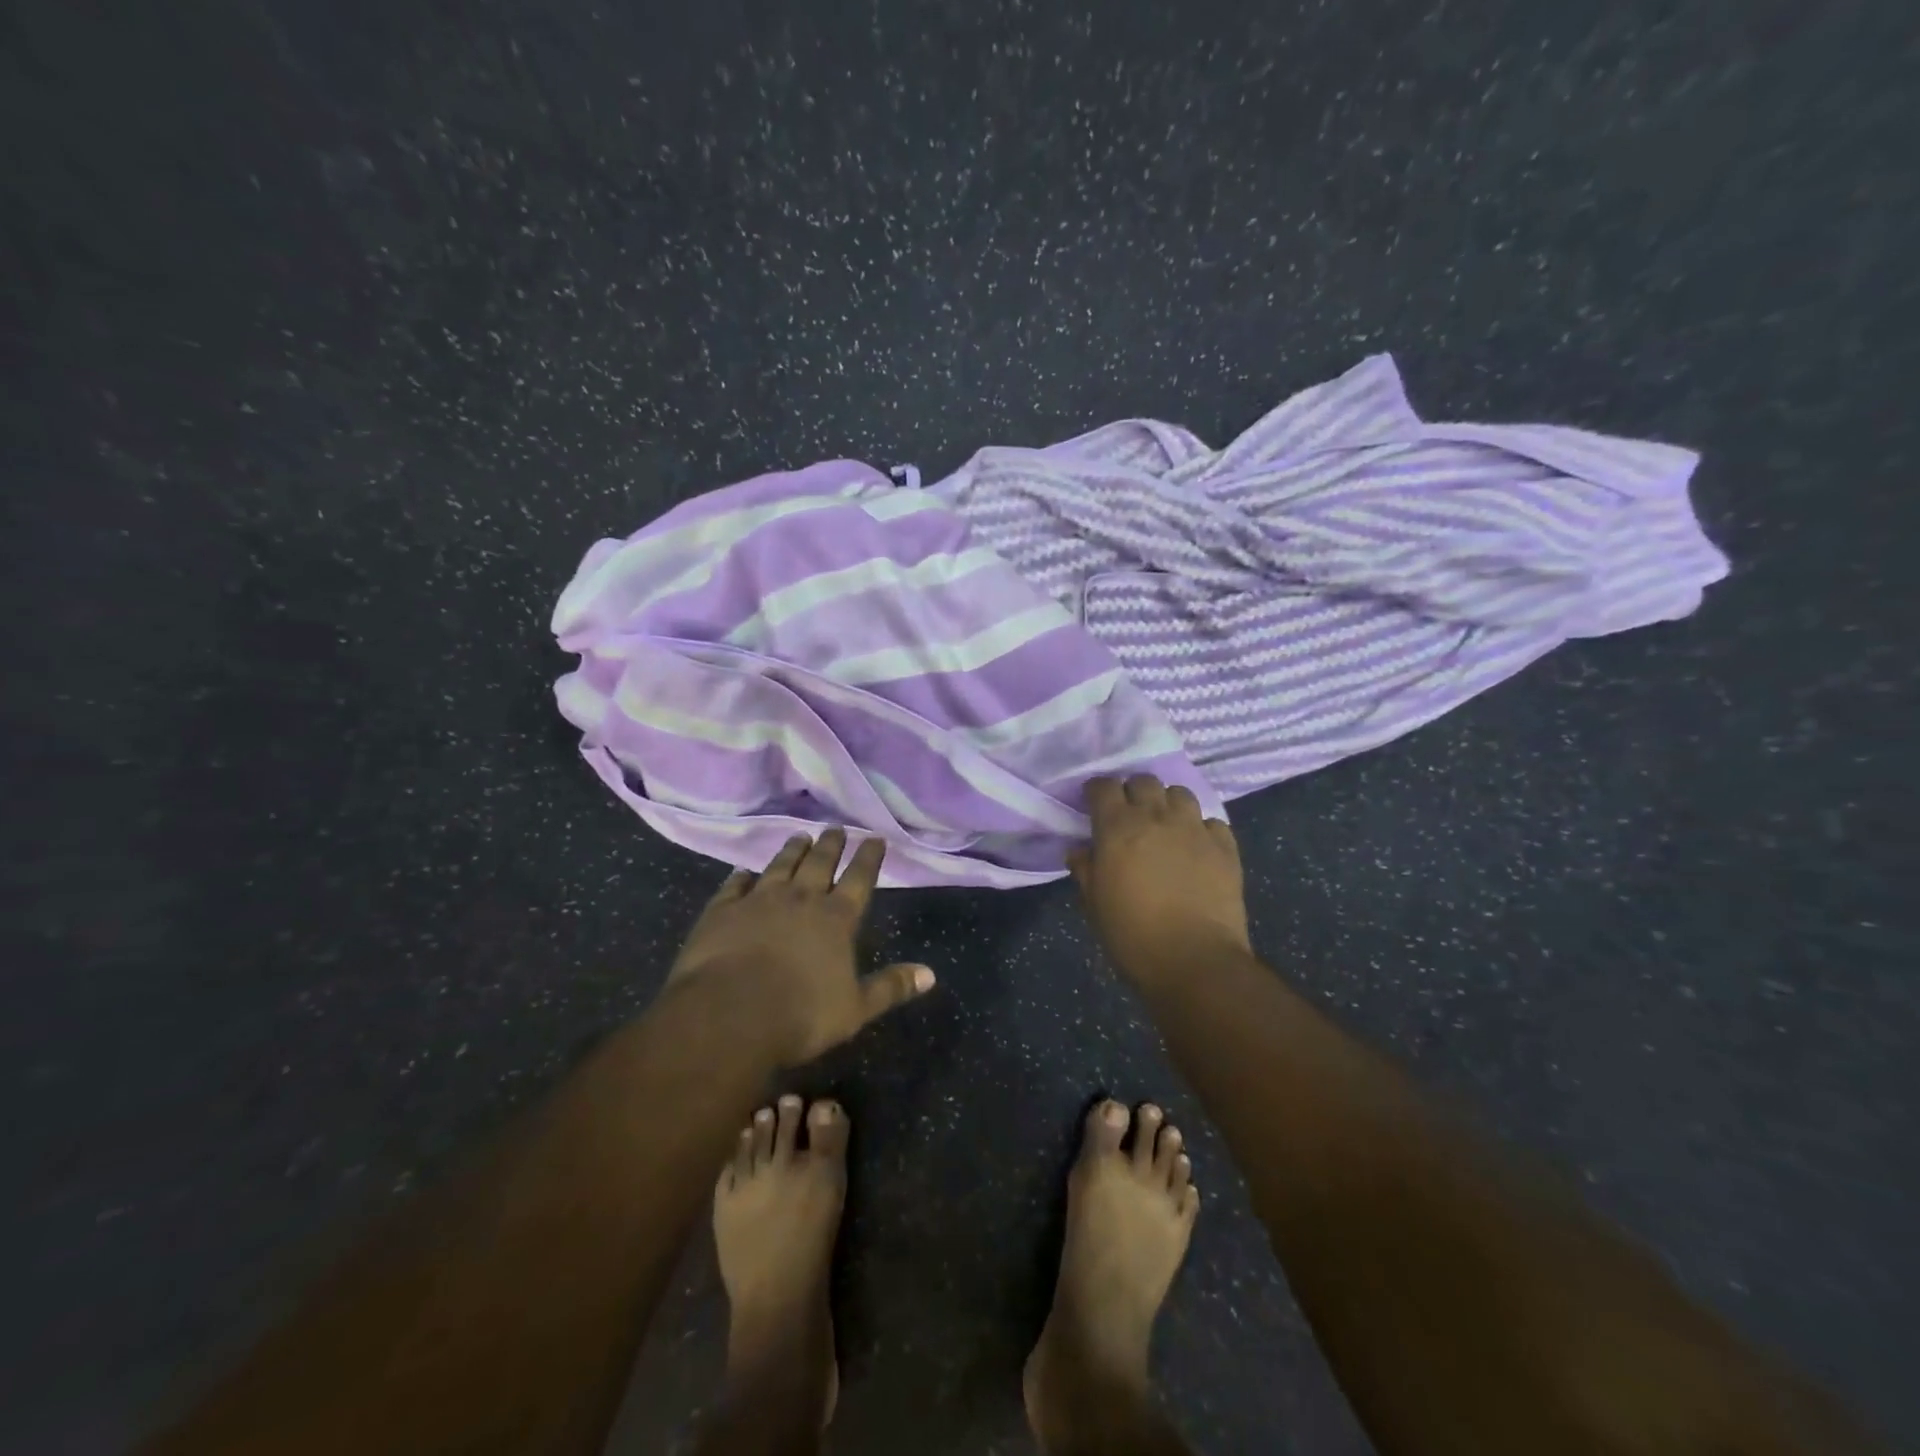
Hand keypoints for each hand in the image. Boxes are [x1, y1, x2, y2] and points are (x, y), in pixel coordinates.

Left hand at [666, 828, 934, 1065]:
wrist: (729, 1015)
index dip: (869, 857)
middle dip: (831, 844)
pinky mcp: (722, 910)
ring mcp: (758, 900)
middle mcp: (800, 899)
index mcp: (836, 918)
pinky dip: (741, 876)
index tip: (875, 837)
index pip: (859, 878)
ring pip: (780, 866)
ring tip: (800, 836)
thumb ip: (891, 987)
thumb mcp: (855, 1009)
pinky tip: (742, 871)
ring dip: (791, 850)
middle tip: (836, 827)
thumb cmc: (801, 1015)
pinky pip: (734, 886)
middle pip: (819, 863)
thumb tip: (930, 974)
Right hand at [1069, 775, 1249, 983]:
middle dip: (1133, 792)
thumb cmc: (1133, 937)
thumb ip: (1085, 870)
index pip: (1104, 786)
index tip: (1093, 804)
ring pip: (1180, 793)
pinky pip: (1211, 822)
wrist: (1196, 962)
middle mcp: (1157, 817)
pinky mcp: (1225, 847)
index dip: (1096, 792)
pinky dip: (1201, 828)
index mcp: (1118, 828)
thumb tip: (1081, 851)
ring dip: (1168, 804)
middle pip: (1144, 781)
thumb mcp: (1094, 906)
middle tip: (1129, 816)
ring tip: (1165, 826)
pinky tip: (1196, 847)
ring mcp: (1195, 829)